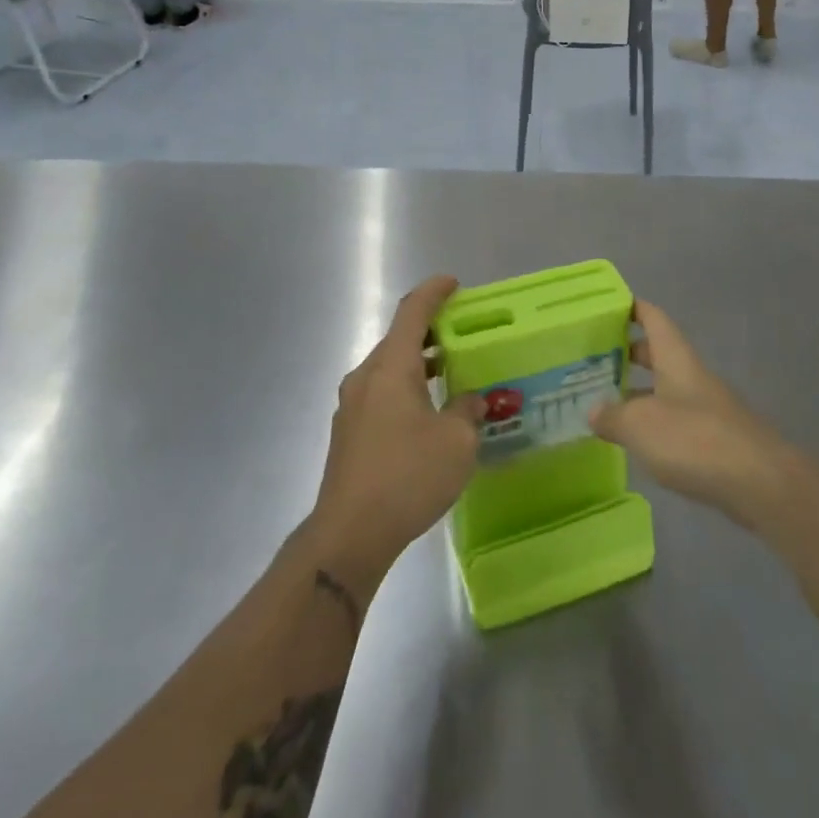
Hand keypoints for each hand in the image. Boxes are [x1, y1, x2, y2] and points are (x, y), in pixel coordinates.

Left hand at [312, 276, 486, 581]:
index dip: (434, 292)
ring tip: (451, 371)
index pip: (412, 312)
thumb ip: (467, 410)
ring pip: (389, 369)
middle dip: (430, 331)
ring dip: (419, 363)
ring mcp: (352, 406)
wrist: (350, 534)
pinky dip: (407, 388)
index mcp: (391, 367)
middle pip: (398, 339)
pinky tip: (429, 413)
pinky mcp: (349, 433)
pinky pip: (382, 394)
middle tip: (463, 334)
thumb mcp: (457, 441)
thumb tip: (468, 401)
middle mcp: (366, 377)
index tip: (453, 283)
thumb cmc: (408, 476)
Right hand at [590, 301, 793, 526]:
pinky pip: (675, 421)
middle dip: (628, 353)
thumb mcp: (640, 425)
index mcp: (676, 359)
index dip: (632, 308)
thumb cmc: (694, 440)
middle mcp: (692, 377)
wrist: (759, 483)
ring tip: (603, 402)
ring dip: (637, 392)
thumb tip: (593, 409)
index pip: (654, 319)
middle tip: (593, 359)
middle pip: (659, 354)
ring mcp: (706, 409)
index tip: (607, 306)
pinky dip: (652, 423)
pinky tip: (634, 440)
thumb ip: (612, 415)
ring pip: (665, 389)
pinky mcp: (713, 441)